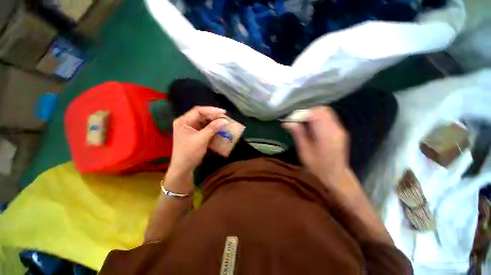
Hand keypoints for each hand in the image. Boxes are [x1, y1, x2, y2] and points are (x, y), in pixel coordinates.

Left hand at [168, 106, 227, 178]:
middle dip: (213, 116)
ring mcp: (190, 129)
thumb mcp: (201, 139)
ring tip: (224, 121)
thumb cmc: (189, 153)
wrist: (183, 168)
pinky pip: (205, 128)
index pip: (198, 111)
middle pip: (201, 115)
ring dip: (214, 121)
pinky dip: (212, 128)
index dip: (211, 110)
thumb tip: (225, 120)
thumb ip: (213, 128)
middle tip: (225, 117)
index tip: (223, 112)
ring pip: (204, 121)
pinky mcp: (195, 135)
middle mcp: (186, 123)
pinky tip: (219, 128)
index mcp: (183, 121)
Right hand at [283, 107, 348, 183]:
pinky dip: (317, 117)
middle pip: (322, 110)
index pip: (316, 114)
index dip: (302, 114)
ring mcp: (340, 129)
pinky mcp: (339, 130)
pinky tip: (309, 125)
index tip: (290, 120)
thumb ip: (298, 134)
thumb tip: (288, 122)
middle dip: (306, 112)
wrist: (335, 175)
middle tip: (295, 120)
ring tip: (301, 122)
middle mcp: (336, 129)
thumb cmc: (317, 167)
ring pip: (325, 112)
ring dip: (311, 114)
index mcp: (327, 136)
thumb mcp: (304, 152)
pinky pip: (328, 117)